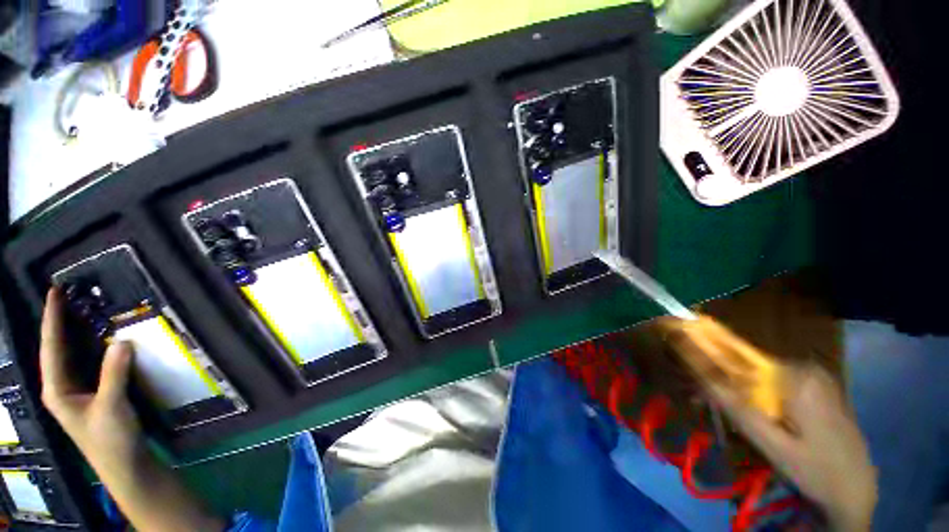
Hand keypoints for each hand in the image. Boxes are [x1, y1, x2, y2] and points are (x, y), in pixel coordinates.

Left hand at [39, 288, 143, 469]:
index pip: (51, 347)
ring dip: (77, 331)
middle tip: (70, 295)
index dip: (52, 319)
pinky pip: (90, 361)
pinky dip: (95, 345)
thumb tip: (122, 341)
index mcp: (57, 389)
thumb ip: (114, 375)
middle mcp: (62, 385)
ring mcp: (78, 389)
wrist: (124, 464)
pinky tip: (103, 336)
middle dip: (61, 321)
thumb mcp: (111, 407)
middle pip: (58, 347)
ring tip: (84, 308)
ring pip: (73, 354)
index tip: (55, 292)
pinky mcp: (94, 391)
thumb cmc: (110, 439)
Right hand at [670, 317, 876, 530]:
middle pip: (747, 364)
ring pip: (759, 373)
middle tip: (700, 401)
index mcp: (795, 377)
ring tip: (721, 411)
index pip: (737, 355)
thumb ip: (735, 405)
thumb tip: (698, 372)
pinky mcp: (815, 385)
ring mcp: (813, 374)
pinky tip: (750, 413)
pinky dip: (755, 393)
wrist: (856, 488)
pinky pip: (774, 381)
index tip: (683, 361)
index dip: (706, 356)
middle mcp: (804, 366)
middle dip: (719, 378)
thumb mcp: (770, 443)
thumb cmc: (814, 469)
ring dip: (735, 388)